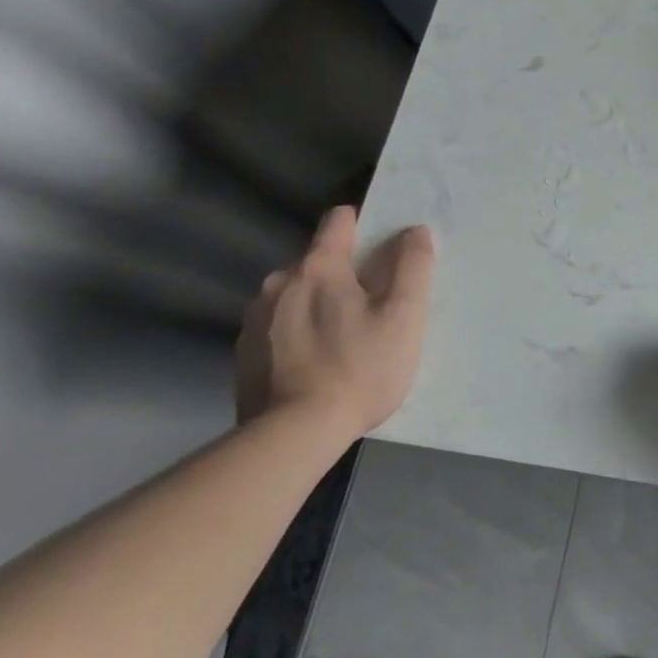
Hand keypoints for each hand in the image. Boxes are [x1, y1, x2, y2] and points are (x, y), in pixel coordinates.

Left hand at [235, 206, 434, 441]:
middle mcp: (279, 283)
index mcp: (318, 268)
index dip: (364, 226)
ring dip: (317, 304)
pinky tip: (315, 363)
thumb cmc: (360, 368)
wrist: (294, 435)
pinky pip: (278, 326)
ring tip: (342, 339)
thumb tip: (414, 231)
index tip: (383, 249)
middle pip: (318, 261)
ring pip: (295, 295)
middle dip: (343, 275)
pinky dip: (297, 333)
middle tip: (371, 308)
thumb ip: (412, 266)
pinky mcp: (243, 354)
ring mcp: (255, 319)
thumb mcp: (404, 316)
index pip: (338, 221)